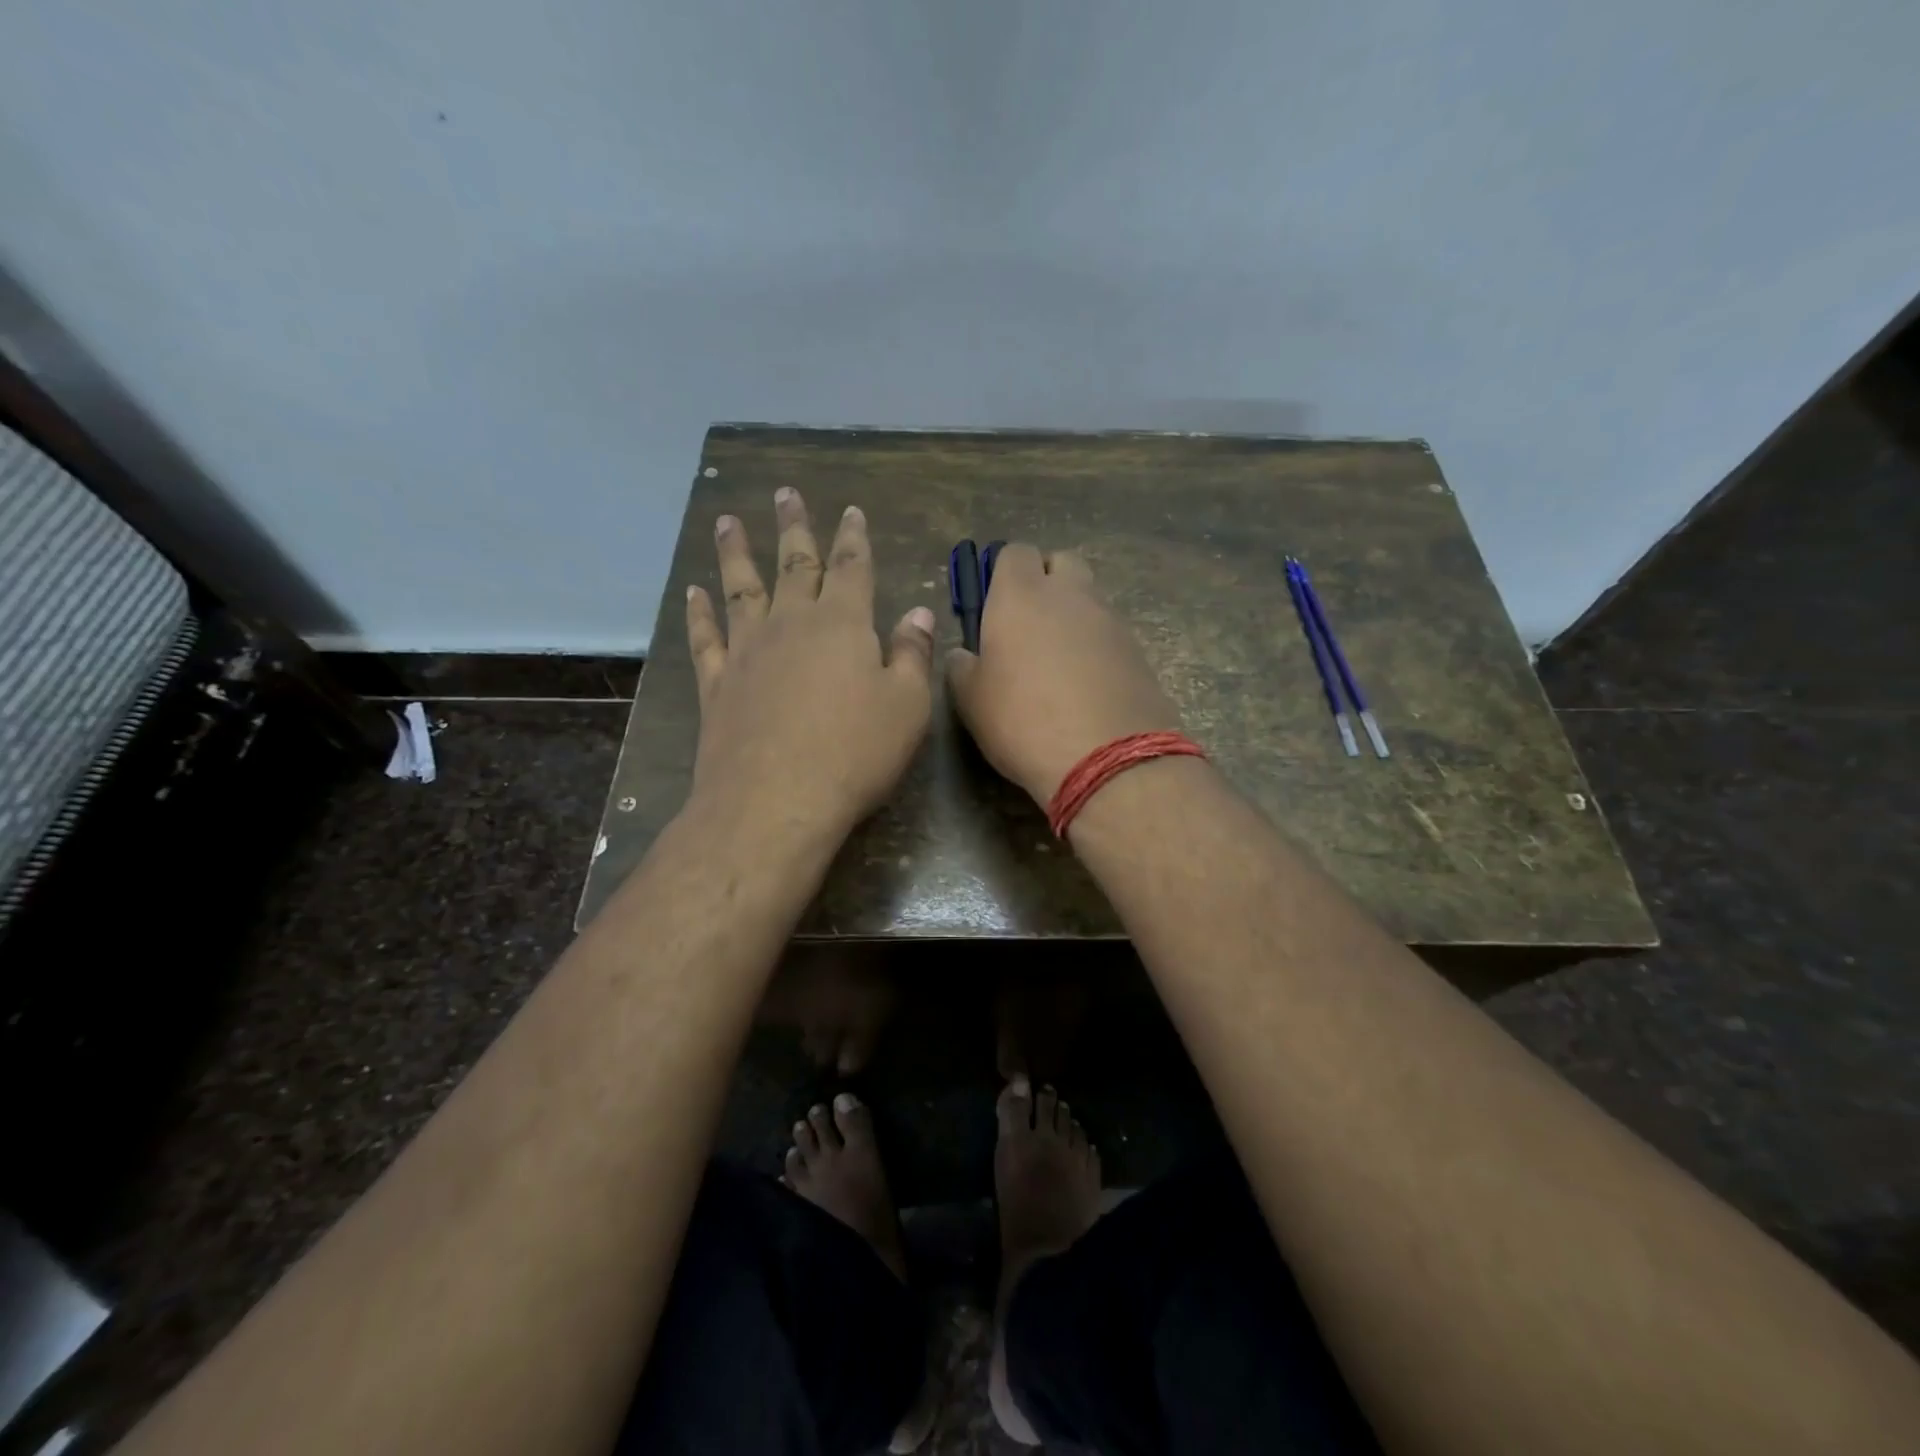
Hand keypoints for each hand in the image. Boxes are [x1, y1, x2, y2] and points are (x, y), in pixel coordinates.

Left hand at [685, 489, 935, 836]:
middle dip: (794, 527)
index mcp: (843, 625)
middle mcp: (791, 624)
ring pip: (741, 588)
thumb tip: (919, 612)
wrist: (775, 800)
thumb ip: (912, 655)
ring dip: (736, 553)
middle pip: (794, 564)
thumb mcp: (906, 706)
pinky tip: (693, 592)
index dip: (853, 537)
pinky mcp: (716, 684)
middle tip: (784, 493)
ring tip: (728, 522)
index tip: (850, 510)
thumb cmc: (855, 753)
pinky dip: (698, 612)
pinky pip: (705, 637)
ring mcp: (747, 651)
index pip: (852, 568)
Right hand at [946, 543, 1183, 804]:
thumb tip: (964, 654)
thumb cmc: (1023, 722)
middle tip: (1028, 624)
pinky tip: (1086, 684)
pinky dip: (1097, 645)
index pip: (1014, 553)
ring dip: (1073, 615)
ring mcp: (1110, 620)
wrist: (1108, 759)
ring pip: (1089, 598)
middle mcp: (1070, 595)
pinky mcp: (1138, 650)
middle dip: (1046, 581)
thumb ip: (962, 667)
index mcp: (1020, 595)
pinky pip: (1111, 632)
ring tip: (1058, 661)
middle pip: (1061, 563)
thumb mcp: (971, 701)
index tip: (994, 604)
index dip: (1003, 573)